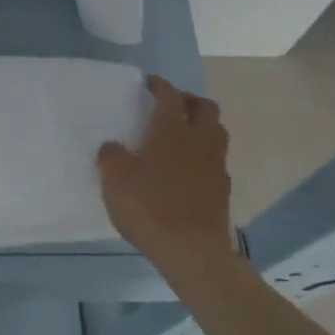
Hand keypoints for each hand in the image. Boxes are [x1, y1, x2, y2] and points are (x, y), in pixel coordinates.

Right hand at [98, 75, 236, 279]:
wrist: (191, 251)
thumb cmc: (149, 206)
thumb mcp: (115, 179)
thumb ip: (111, 156)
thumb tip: (112, 147)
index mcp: (172, 130)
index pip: (170, 95)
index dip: (160, 85)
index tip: (150, 83)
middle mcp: (199, 141)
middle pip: (206, 108)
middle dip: (189, 101)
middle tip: (172, 106)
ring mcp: (215, 166)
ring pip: (216, 133)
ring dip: (202, 127)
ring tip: (183, 135)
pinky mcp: (223, 190)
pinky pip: (216, 161)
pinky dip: (204, 156)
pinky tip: (188, 170)